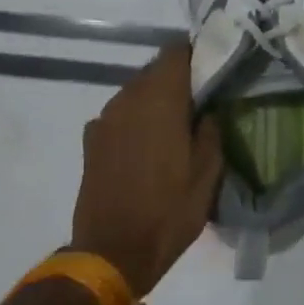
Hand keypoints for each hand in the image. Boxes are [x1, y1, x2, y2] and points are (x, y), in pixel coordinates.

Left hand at [70, 43, 225, 297]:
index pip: (175, 52)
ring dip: (155, 101)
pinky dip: (135, 121)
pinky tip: (147, 147)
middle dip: (177, 80)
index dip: (195, 55)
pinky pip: (119, 116)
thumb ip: (210, 132)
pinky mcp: (91, 140)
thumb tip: (208, 111)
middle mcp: (128, 99)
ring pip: (135, 93)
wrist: (112, 251)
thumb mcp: (208, 174)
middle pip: (154, 71)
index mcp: (160, 100)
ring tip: (175, 126)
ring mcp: (104, 119)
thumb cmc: (169, 212)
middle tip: (200, 102)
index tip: (212, 70)